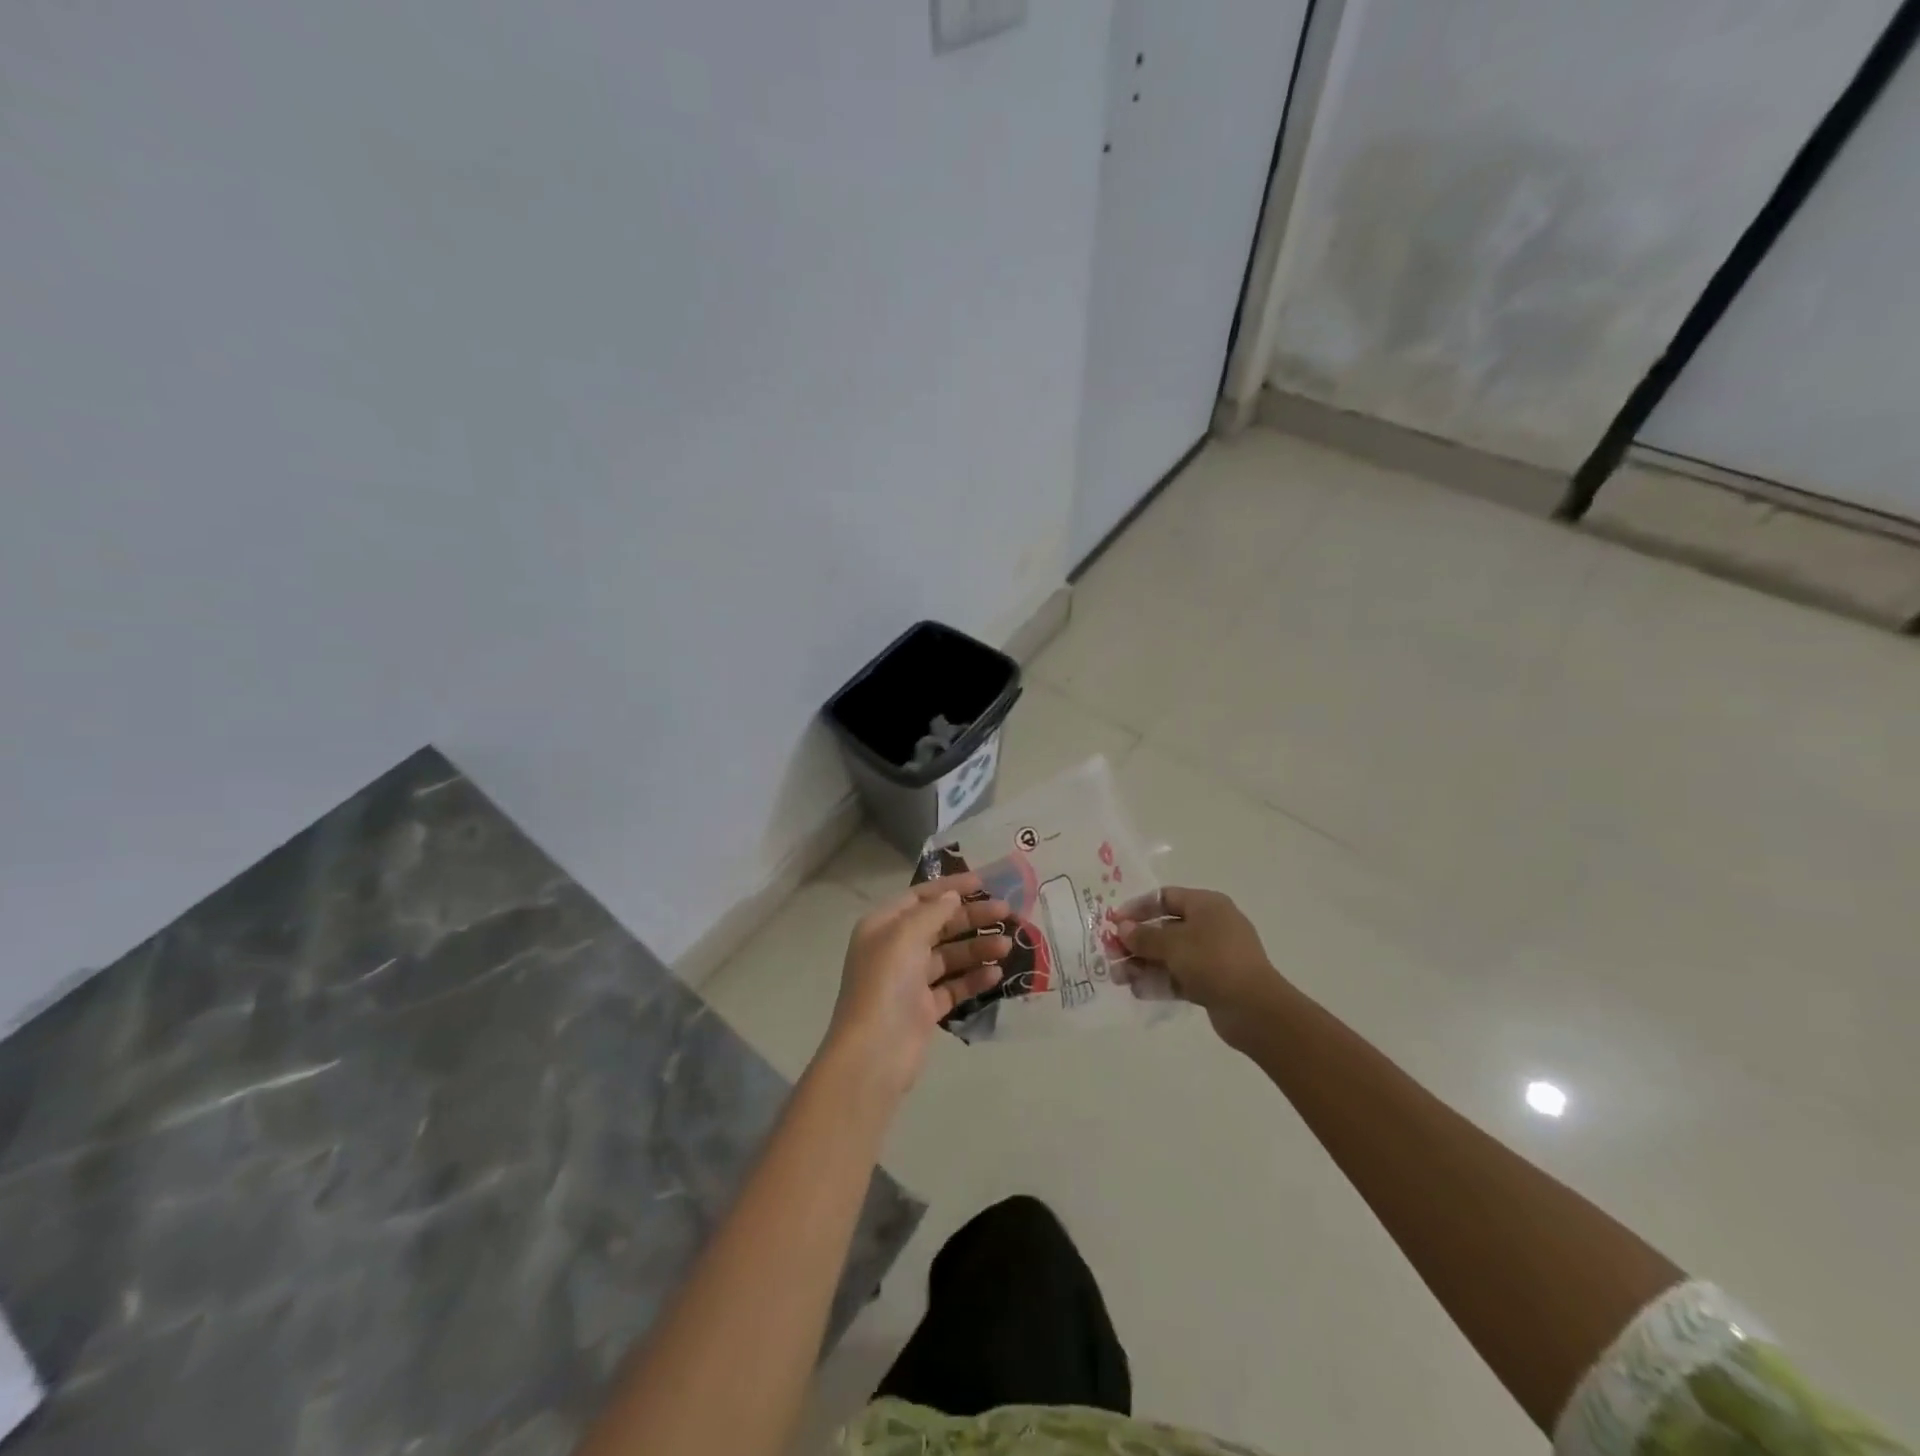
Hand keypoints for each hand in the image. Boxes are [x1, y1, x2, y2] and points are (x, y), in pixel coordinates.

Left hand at [823, 874, 1011, 1099]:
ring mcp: (911, 980)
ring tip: (1007, 945)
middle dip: (972, 917)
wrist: (874, 1053)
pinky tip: (997, 973)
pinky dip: (974, 978)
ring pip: (950, 956)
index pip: (920, 897)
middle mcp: (896, 949)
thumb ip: (933, 912)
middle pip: (939, 924)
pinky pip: (954, 986)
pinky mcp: (925, 1009)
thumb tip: (953, 896)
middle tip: (1007, 913)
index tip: (984, 882)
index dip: (951, 887)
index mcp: (883, 926)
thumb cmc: (886, 983)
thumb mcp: (906, 936)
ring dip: (978, 947)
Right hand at [1114, 886, 1279, 1045]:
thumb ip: (1144, 936)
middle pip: (1165, 928)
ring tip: (1118, 978)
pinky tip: (1138, 991)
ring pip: (1171, 955)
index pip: (1165, 897)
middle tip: (1111, 954)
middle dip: (1136, 942)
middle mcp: (1211, 926)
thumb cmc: (1213, 961)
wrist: (1255, 1009)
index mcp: (1207, 905)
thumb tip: (1122, 928)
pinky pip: (1180, 976)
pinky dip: (1160, 981)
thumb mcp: (1173, 944)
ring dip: (1143, 964)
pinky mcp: (1214, 982)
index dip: (1138, 908)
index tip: (1114, 921)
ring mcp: (1214, 956)